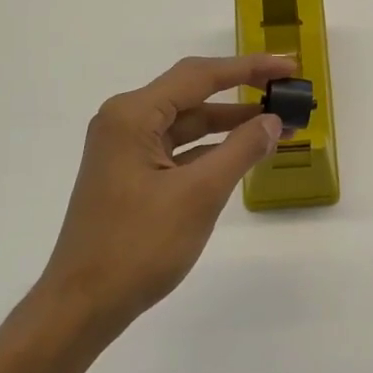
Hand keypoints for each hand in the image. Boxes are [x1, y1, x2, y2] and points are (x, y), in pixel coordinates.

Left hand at [32, 53, 296, 340]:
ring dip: (230, 124)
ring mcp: (126, 149)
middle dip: (242, 93)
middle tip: (287, 92)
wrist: (83, 305)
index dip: (249, 68)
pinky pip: (179, 148)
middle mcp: (125, 122)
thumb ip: (240, 151)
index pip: (199, 76)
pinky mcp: (131, 174)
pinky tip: (243, 153)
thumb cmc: (138, 246)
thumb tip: (273, 120)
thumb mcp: (199, 194)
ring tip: (277, 124)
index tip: (289, 66)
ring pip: (187, 123)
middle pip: (192, 93)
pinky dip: (211, 148)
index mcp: (133, 115)